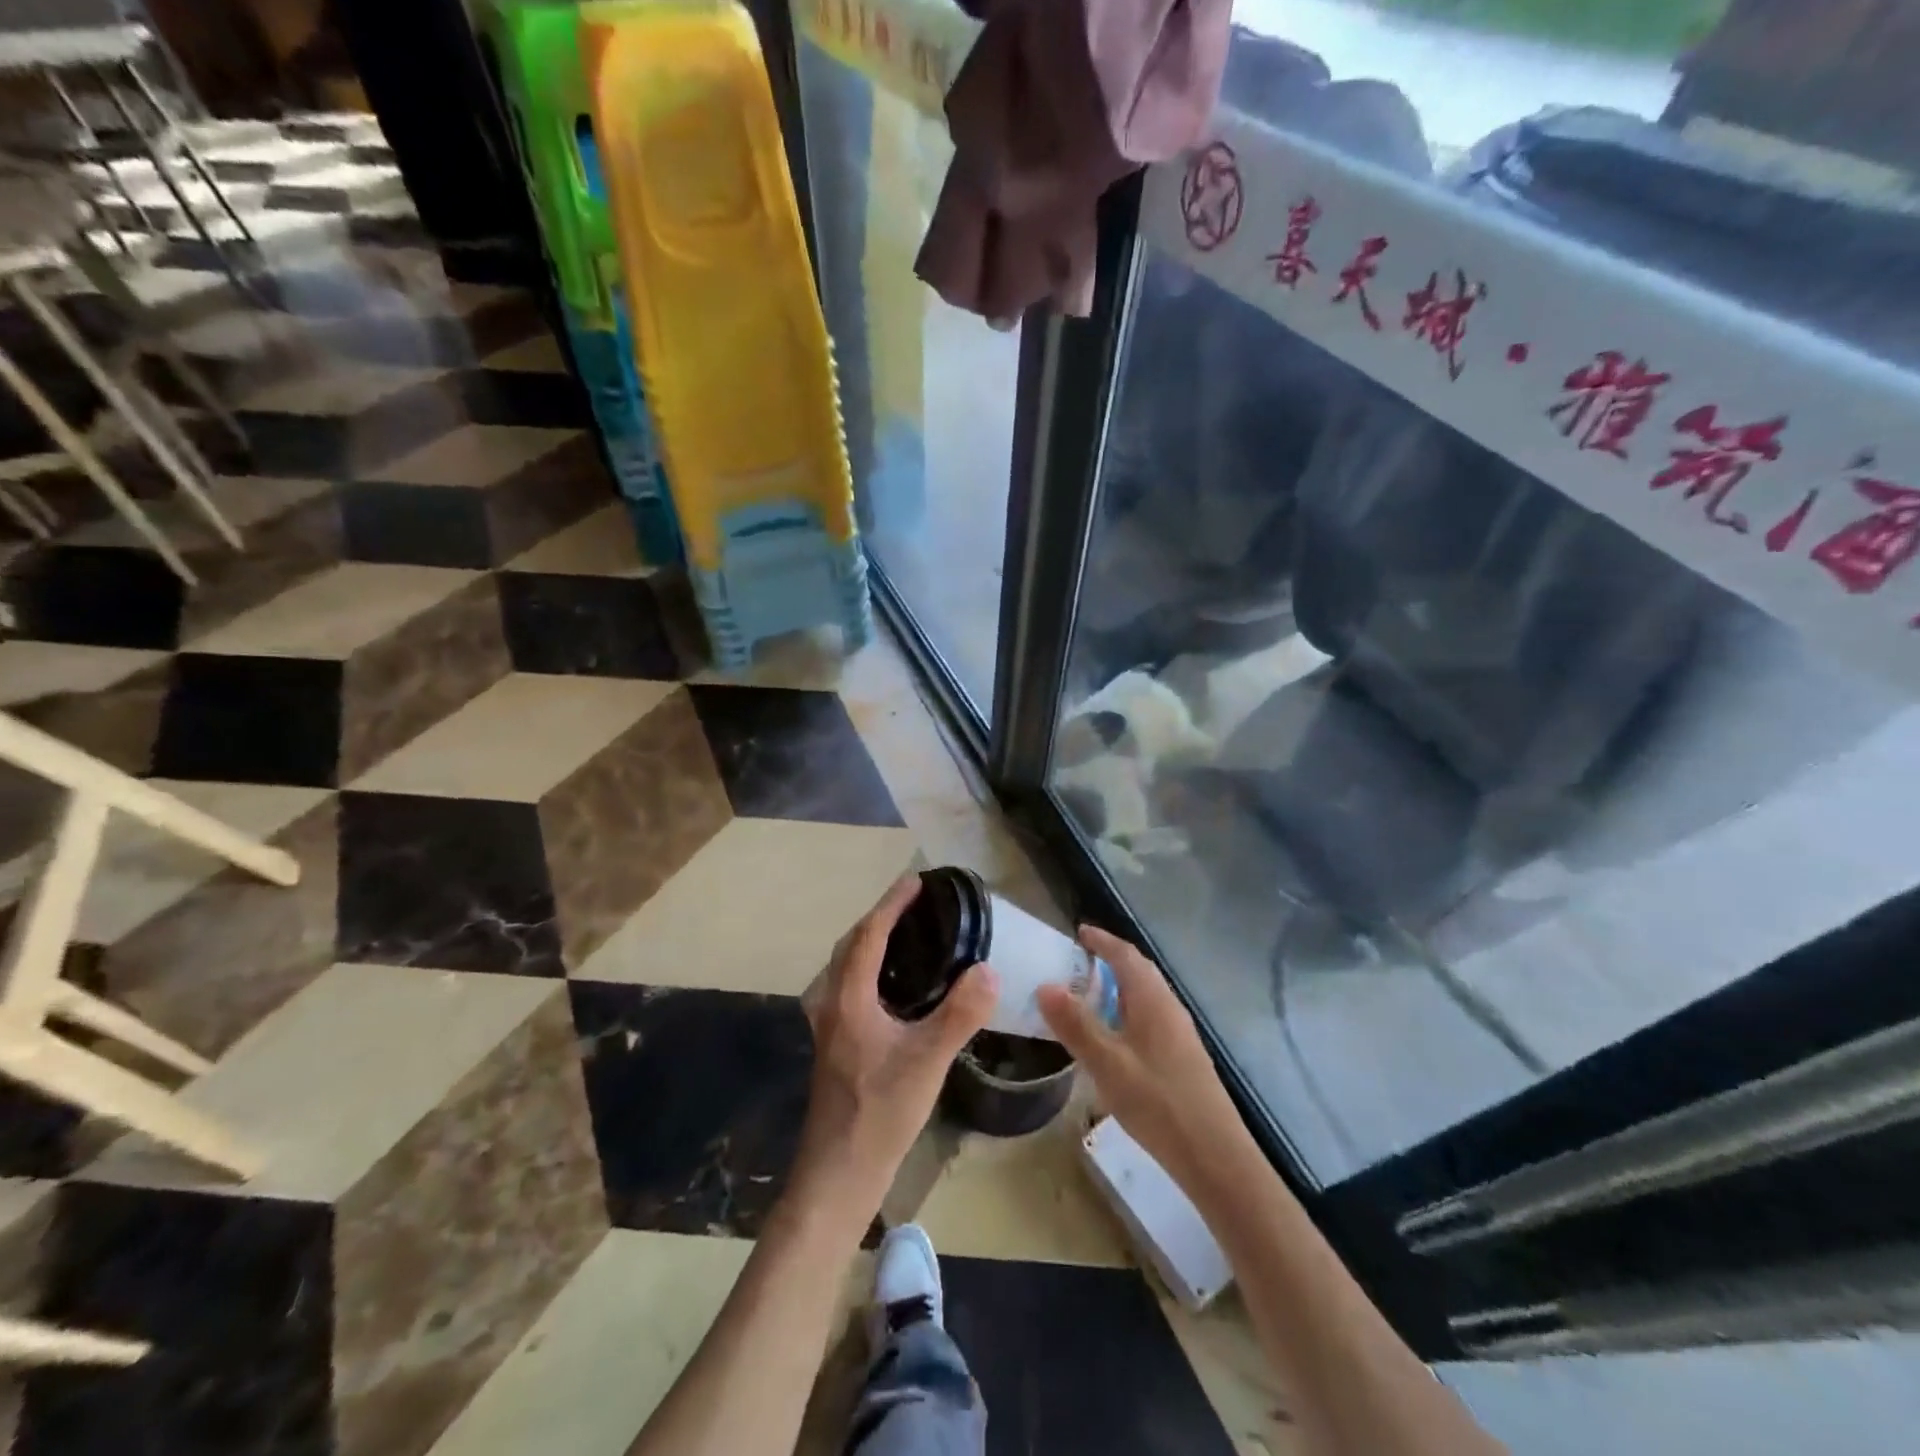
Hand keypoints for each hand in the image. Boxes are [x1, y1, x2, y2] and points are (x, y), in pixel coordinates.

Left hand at [795, 876, 996, 1214]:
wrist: (839, 1175)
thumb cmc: (880, 1114)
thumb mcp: (927, 1061)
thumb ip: (959, 1014)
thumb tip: (989, 969)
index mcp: (848, 998)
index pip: (869, 934)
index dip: (892, 903)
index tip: (917, 881)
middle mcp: (832, 1003)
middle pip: (852, 945)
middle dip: (881, 917)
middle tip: (917, 904)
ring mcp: (831, 1025)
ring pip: (849, 967)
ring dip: (874, 942)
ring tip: (912, 935)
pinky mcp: (838, 1044)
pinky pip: (853, 987)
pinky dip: (873, 969)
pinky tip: (900, 987)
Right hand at [1038, 926, 1248, 1193]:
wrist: (1214, 1155)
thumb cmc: (1157, 1103)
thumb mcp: (1107, 1064)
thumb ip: (1076, 1025)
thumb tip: (1045, 985)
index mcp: (1152, 1000)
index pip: (1126, 955)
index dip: (1102, 941)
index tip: (1079, 932)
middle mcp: (1169, 1007)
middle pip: (1140, 971)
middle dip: (1111, 960)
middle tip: (1080, 960)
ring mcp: (1180, 1033)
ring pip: (1146, 996)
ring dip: (1120, 987)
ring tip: (1091, 995)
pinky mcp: (1183, 1056)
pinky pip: (1151, 1017)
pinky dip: (1128, 1011)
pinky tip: (1115, 1037)